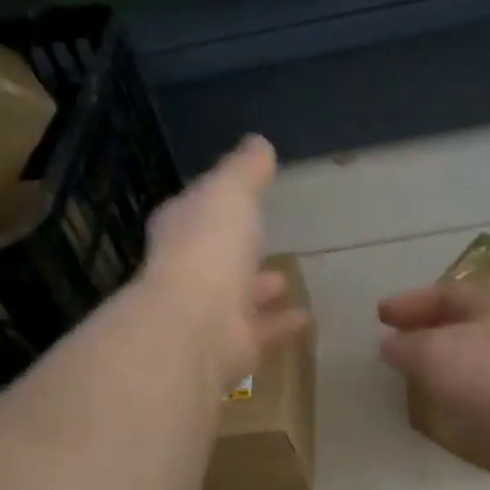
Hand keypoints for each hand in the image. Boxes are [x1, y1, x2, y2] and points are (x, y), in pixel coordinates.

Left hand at [144, 135, 310, 389]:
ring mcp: (209, 312)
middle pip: (217, 256)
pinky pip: (262, 331)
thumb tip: (258, 143)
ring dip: (260, 288)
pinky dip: (281, 324)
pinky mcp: (232, 346)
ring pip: (239, 297)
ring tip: (287, 280)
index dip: (214, 203)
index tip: (236, 197)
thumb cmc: (209, 247)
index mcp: (183, 229)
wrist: (196, 324)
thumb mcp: (230, 191)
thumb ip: (245, 170)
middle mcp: (190, 271)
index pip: (196, 210)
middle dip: (238, 250)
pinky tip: (306, 319)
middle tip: (264, 242)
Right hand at [377, 280, 489, 489]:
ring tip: (413, 380)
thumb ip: (407, 347)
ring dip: (445, 370)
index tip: (380, 315)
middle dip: (428, 333)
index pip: (446, 293)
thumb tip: (391, 346)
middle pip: (464, 325)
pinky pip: (486, 400)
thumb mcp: (435, 352)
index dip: (410, 302)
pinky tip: (444, 414)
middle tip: (395, 345)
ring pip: (476, 364)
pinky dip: (462, 402)